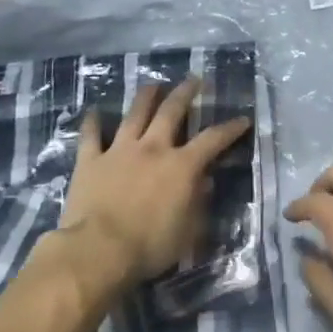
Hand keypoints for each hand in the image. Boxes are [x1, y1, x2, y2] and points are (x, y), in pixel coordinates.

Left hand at [58, 77, 250, 288]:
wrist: (98, 251)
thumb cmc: (150, 246)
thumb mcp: (189, 230)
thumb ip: (198, 202)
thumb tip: (205, 182)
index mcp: (182, 166)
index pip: (213, 139)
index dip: (230, 128)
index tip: (242, 119)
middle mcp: (153, 148)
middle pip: (171, 111)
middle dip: (185, 93)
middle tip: (194, 80)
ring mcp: (119, 151)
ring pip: (134, 115)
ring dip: (145, 97)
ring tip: (153, 85)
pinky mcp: (90, 161)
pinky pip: (90, 136)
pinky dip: (92, 122)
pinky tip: (93, 112)